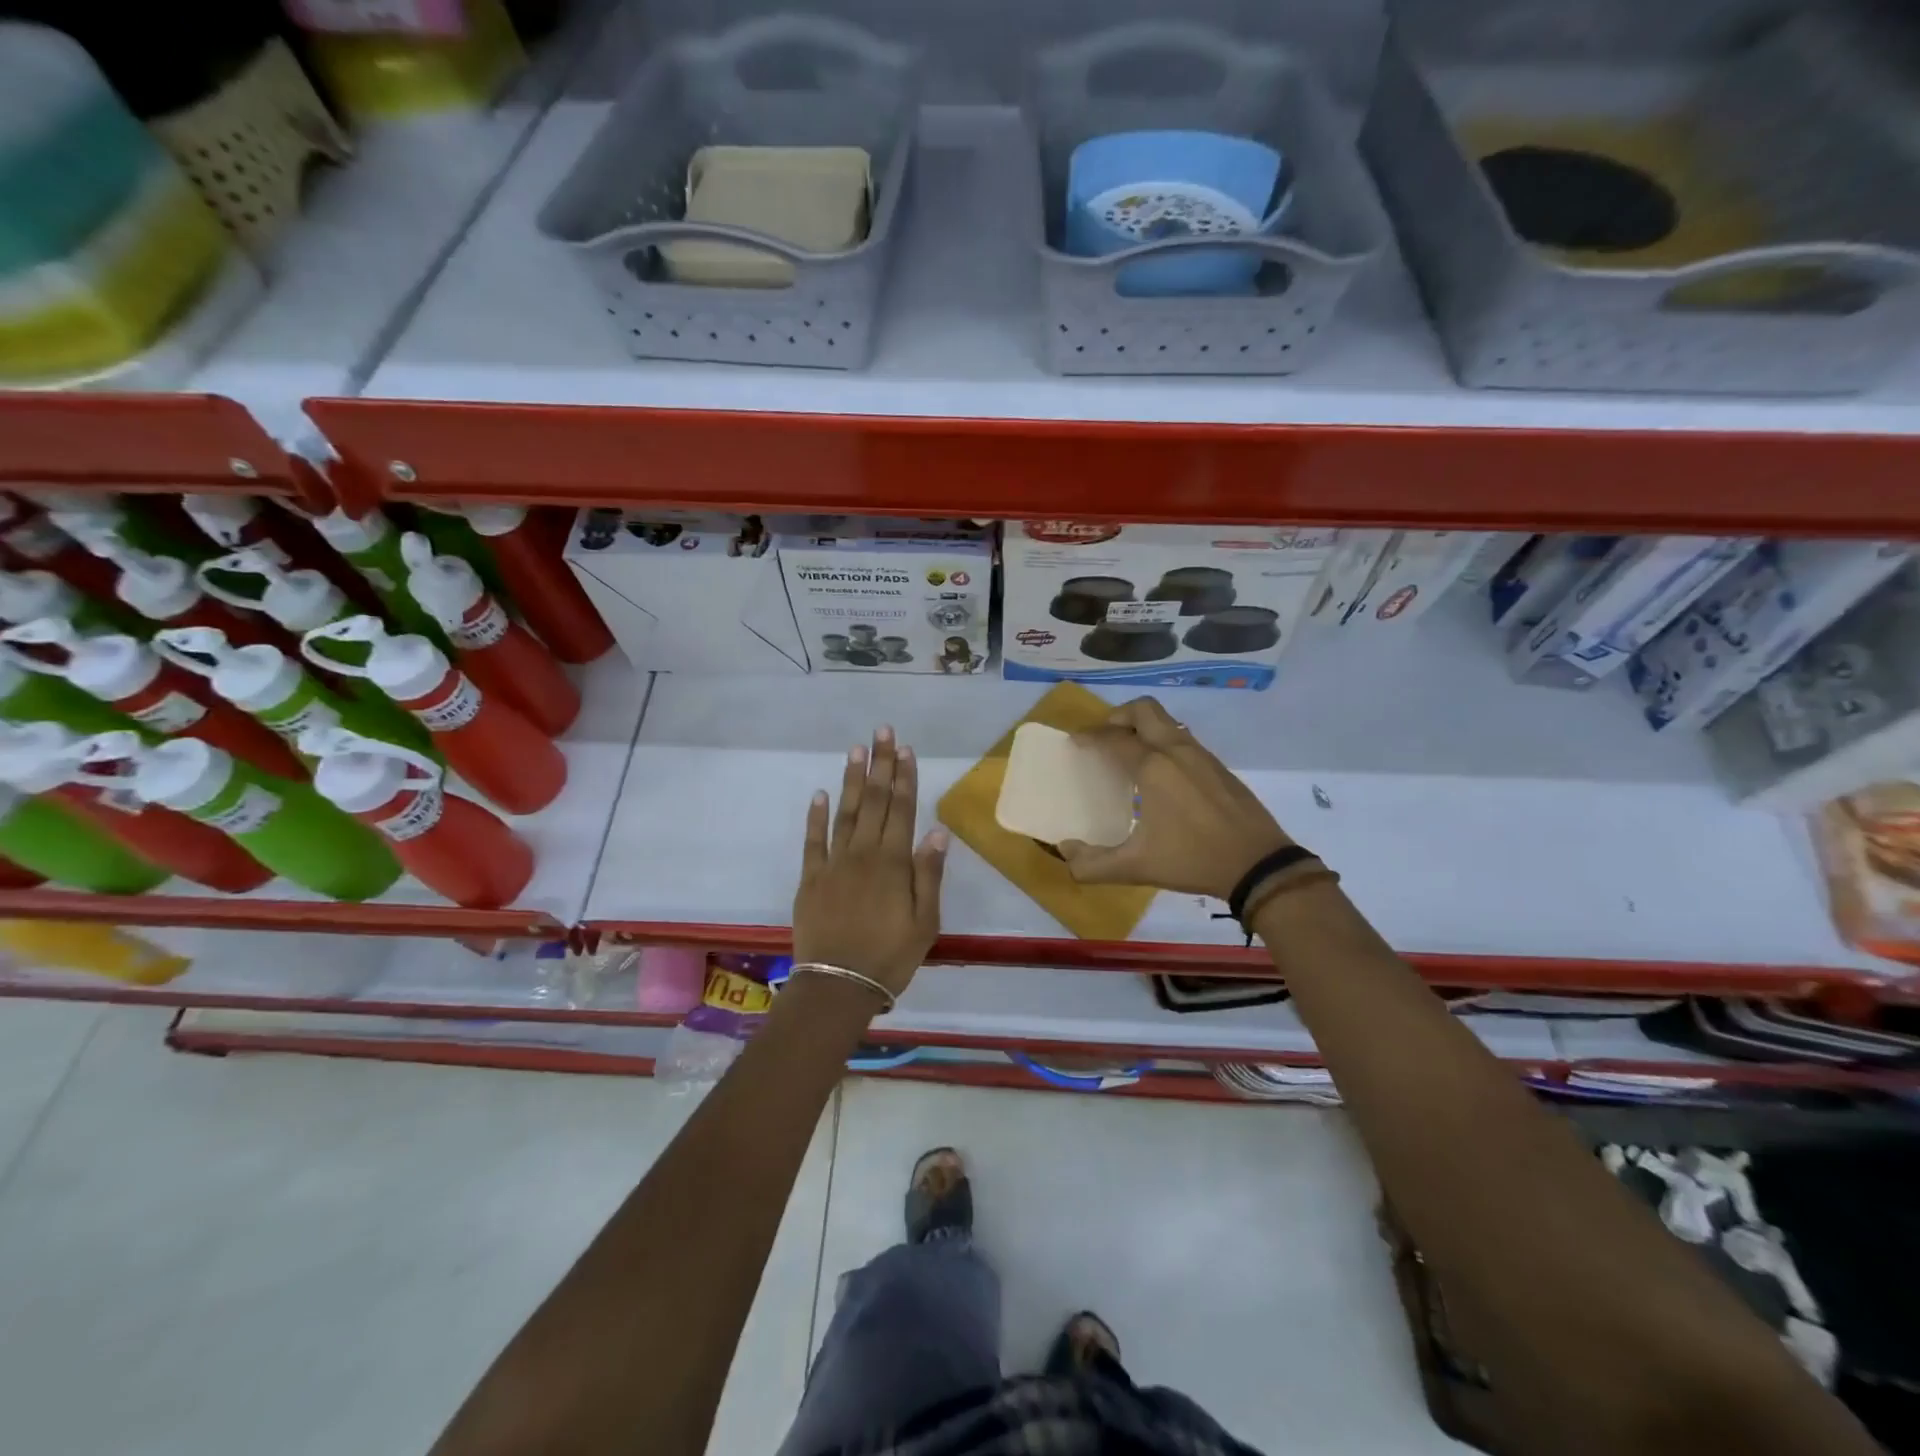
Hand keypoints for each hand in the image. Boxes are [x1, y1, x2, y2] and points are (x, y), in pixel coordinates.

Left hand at [792, 726, 947, 998]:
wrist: (838, 985)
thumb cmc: (890, 956)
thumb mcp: (925, 921)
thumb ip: (928, 874)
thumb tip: (937, 831)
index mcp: (893, 863)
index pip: (902, 810)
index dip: (904, 777)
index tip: (905, 749)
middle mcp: (863, 854)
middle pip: (875, 802)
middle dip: (880, 765)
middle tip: (881, 732)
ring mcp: (834, 864)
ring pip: (845, 813)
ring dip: (851, 780)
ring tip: (855, 750)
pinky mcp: (810, 878)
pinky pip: (813, 841)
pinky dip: (815, 817)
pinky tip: (819, 794)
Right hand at [1060, 697, 1290, 899]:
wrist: (1259, 864)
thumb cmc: (1193, 860)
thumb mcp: (1136, 868)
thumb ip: (1093, 864)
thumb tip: (1065, 852)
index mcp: (1153, 767)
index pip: (1113, 738)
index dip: (1089, 737)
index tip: (1075, 743)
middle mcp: (1176, 750)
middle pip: (1143, 709)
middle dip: (1118, 717)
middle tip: (1105, 739)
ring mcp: (1201, 755)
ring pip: (1166, 721)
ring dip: (1143, 728)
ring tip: (1130, 756)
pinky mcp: (1218, 766)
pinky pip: (1183, 739)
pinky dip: (1163, 743)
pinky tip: (1162, 776)